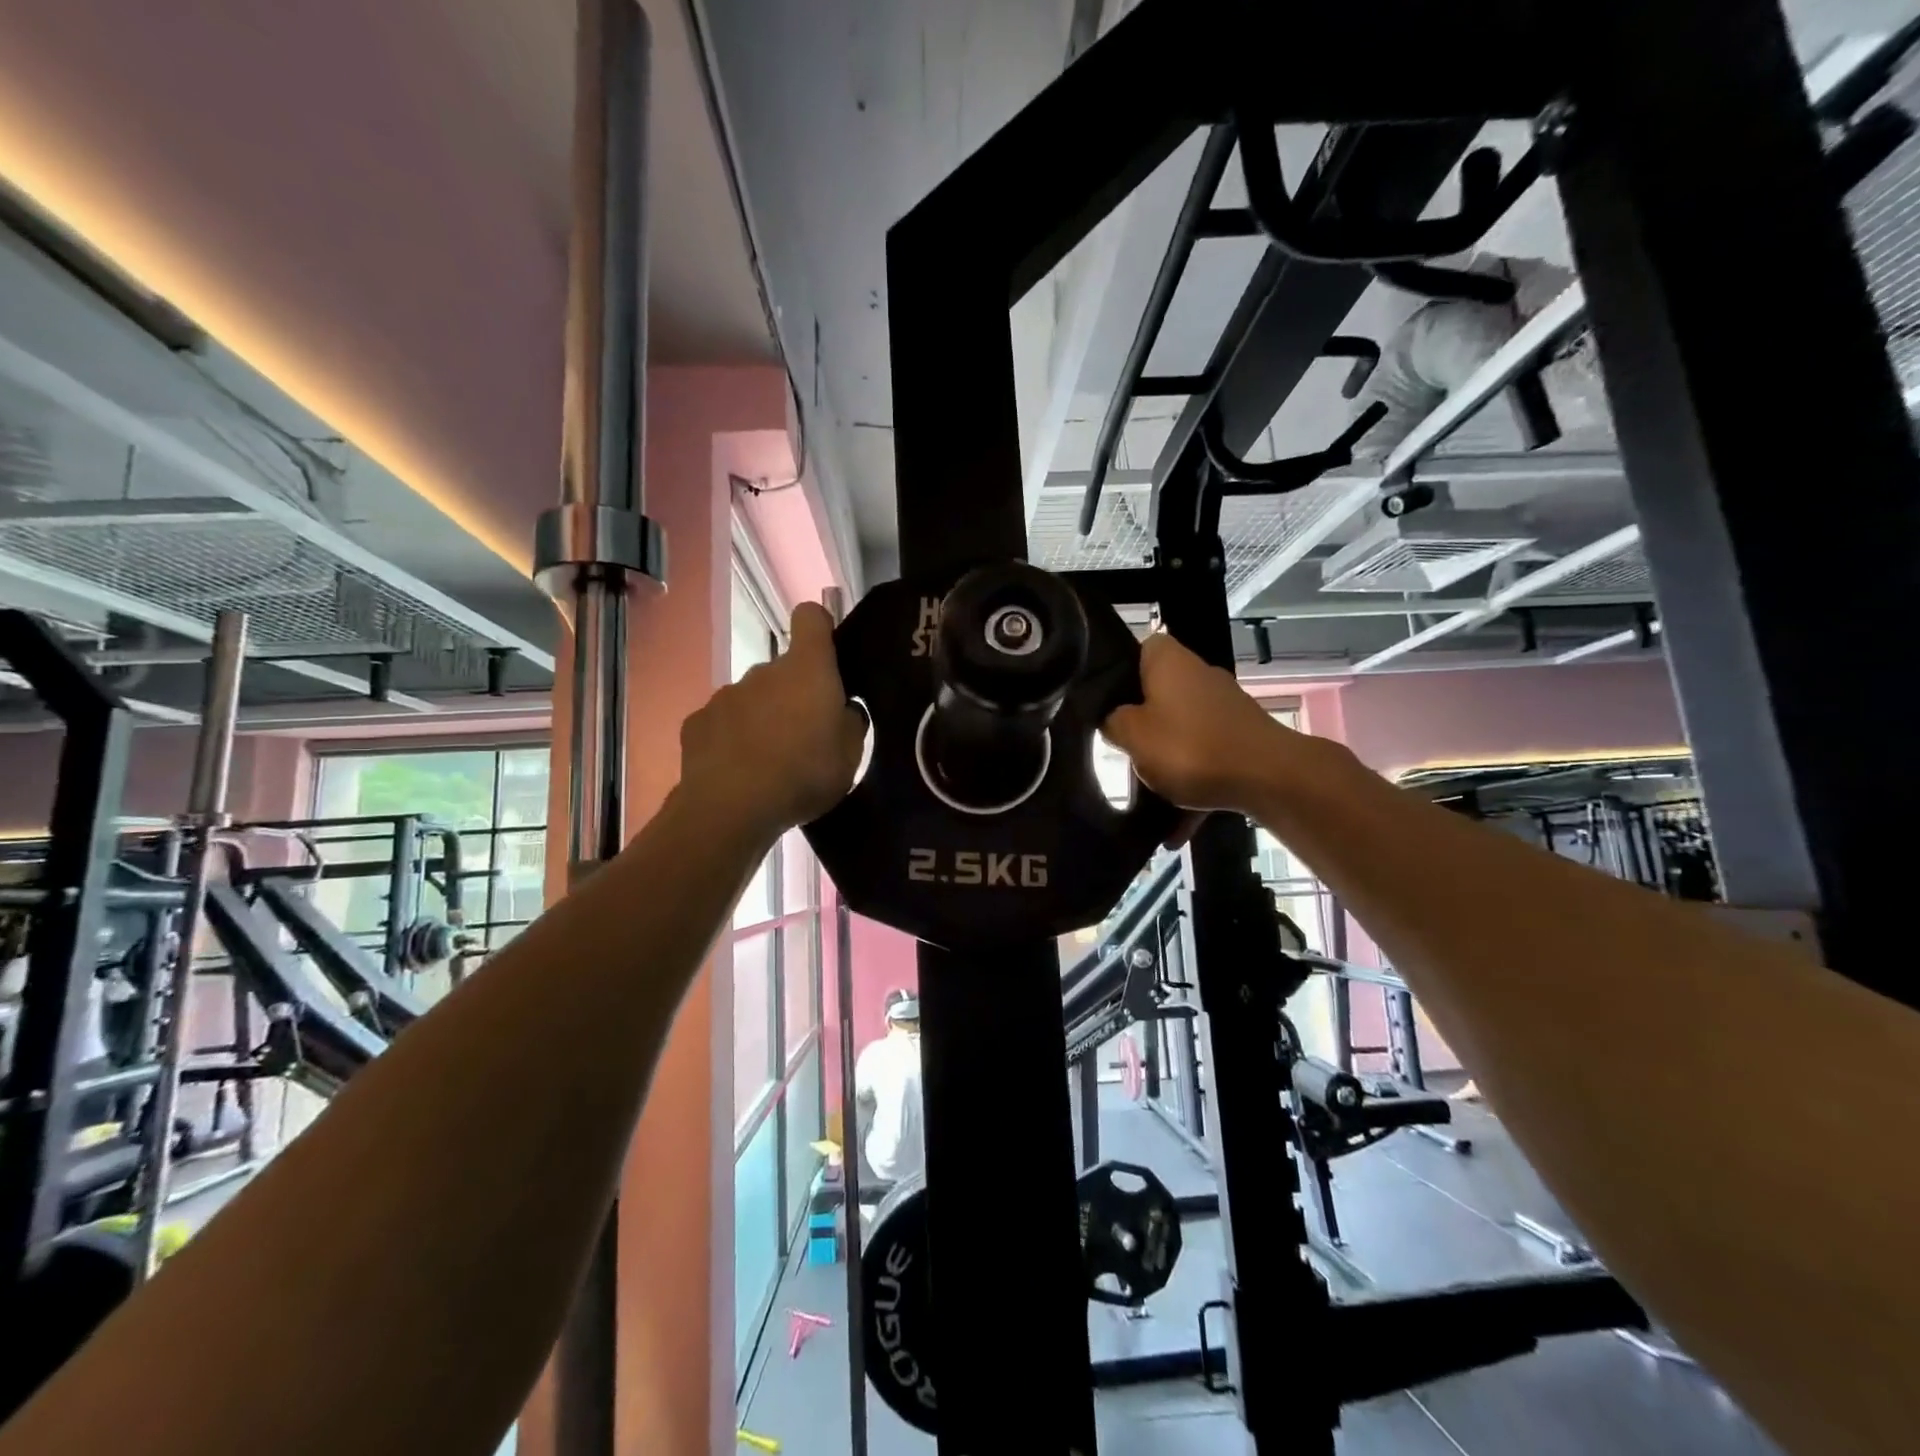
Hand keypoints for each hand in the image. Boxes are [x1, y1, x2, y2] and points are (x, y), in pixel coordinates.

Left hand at [678, 603, 866, 842]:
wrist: (731, 808)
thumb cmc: (804, 773)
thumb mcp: (851, 754)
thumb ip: (850, 721)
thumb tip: (843, 708)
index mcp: (807, 670)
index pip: (811, 618)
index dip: (820, 628)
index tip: (828, 654)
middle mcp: (763, 671)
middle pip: (783, 670)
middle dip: (795, 694)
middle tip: (807, 737)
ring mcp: (725, 695)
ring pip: (753, 698)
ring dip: (764, 719)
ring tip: (772, 762)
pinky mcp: (697, 722)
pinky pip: (724, 724)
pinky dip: (732, 740)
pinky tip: (739, 772)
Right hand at [1102, 633, 1335, 814]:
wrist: (1269, 778)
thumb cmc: (1189, 747)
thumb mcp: (1133, 736)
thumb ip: (1114, 722)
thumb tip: (1114, 717)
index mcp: (1169, 661)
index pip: (1138, 649)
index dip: (1119, 673)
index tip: (1106, 704)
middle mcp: (1199, 674)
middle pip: (1160, 693)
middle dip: (1143, 724)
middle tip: (1122, 749)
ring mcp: (1225, 706)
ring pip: (1182, 730)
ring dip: (1167, 761)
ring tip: (1148, 796)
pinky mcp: (1243, 736)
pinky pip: (1206, 758)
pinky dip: (1192, 786)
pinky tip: (1177, 829)